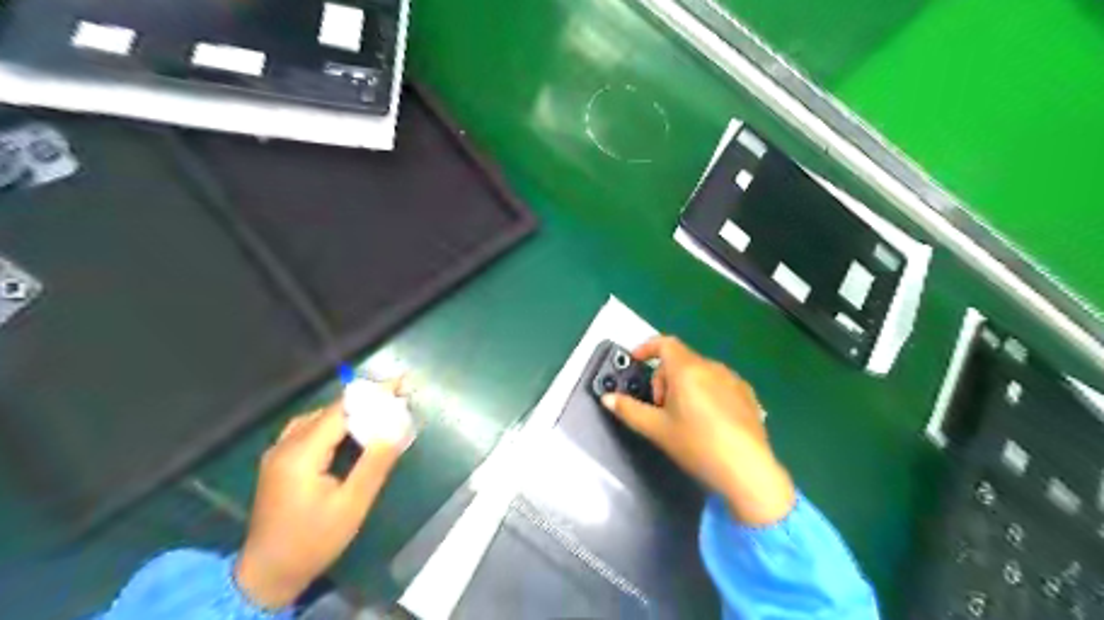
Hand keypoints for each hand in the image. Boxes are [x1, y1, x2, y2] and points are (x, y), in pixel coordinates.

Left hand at [235, 394, 402, 606]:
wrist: (267, 573)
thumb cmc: (314, 540)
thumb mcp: (352, 505)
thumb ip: (375, 464)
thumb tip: (396, 429)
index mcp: (301, 454)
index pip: (341, 411)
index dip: (372, 395)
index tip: (400, 384)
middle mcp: (285, 446)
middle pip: (329, 411)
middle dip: (364, 403)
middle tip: (395, 400)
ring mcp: (277, 453)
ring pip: (318, 418)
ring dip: (349, 412)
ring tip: (378, 412)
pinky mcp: (277, 462)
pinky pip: (308, 429)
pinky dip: (333, 424)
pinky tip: (349, 432)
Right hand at [602, 336, 798, 524]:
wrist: (747, 470)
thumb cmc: (697, 445)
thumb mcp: (657, 429)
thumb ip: (629, 410)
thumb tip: (607, 399)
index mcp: (687, 369)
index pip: (664, 343)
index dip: (646, 348)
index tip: (636, 361)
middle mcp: (711, 367)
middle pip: (680, 360)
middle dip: (664, 378)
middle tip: (660, 408)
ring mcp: (733, 380)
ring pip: (700, 373)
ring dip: (685, 385)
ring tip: (684, 417)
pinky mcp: (748, 395)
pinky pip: (719, 384)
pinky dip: (706, 393)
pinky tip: (709, 422)